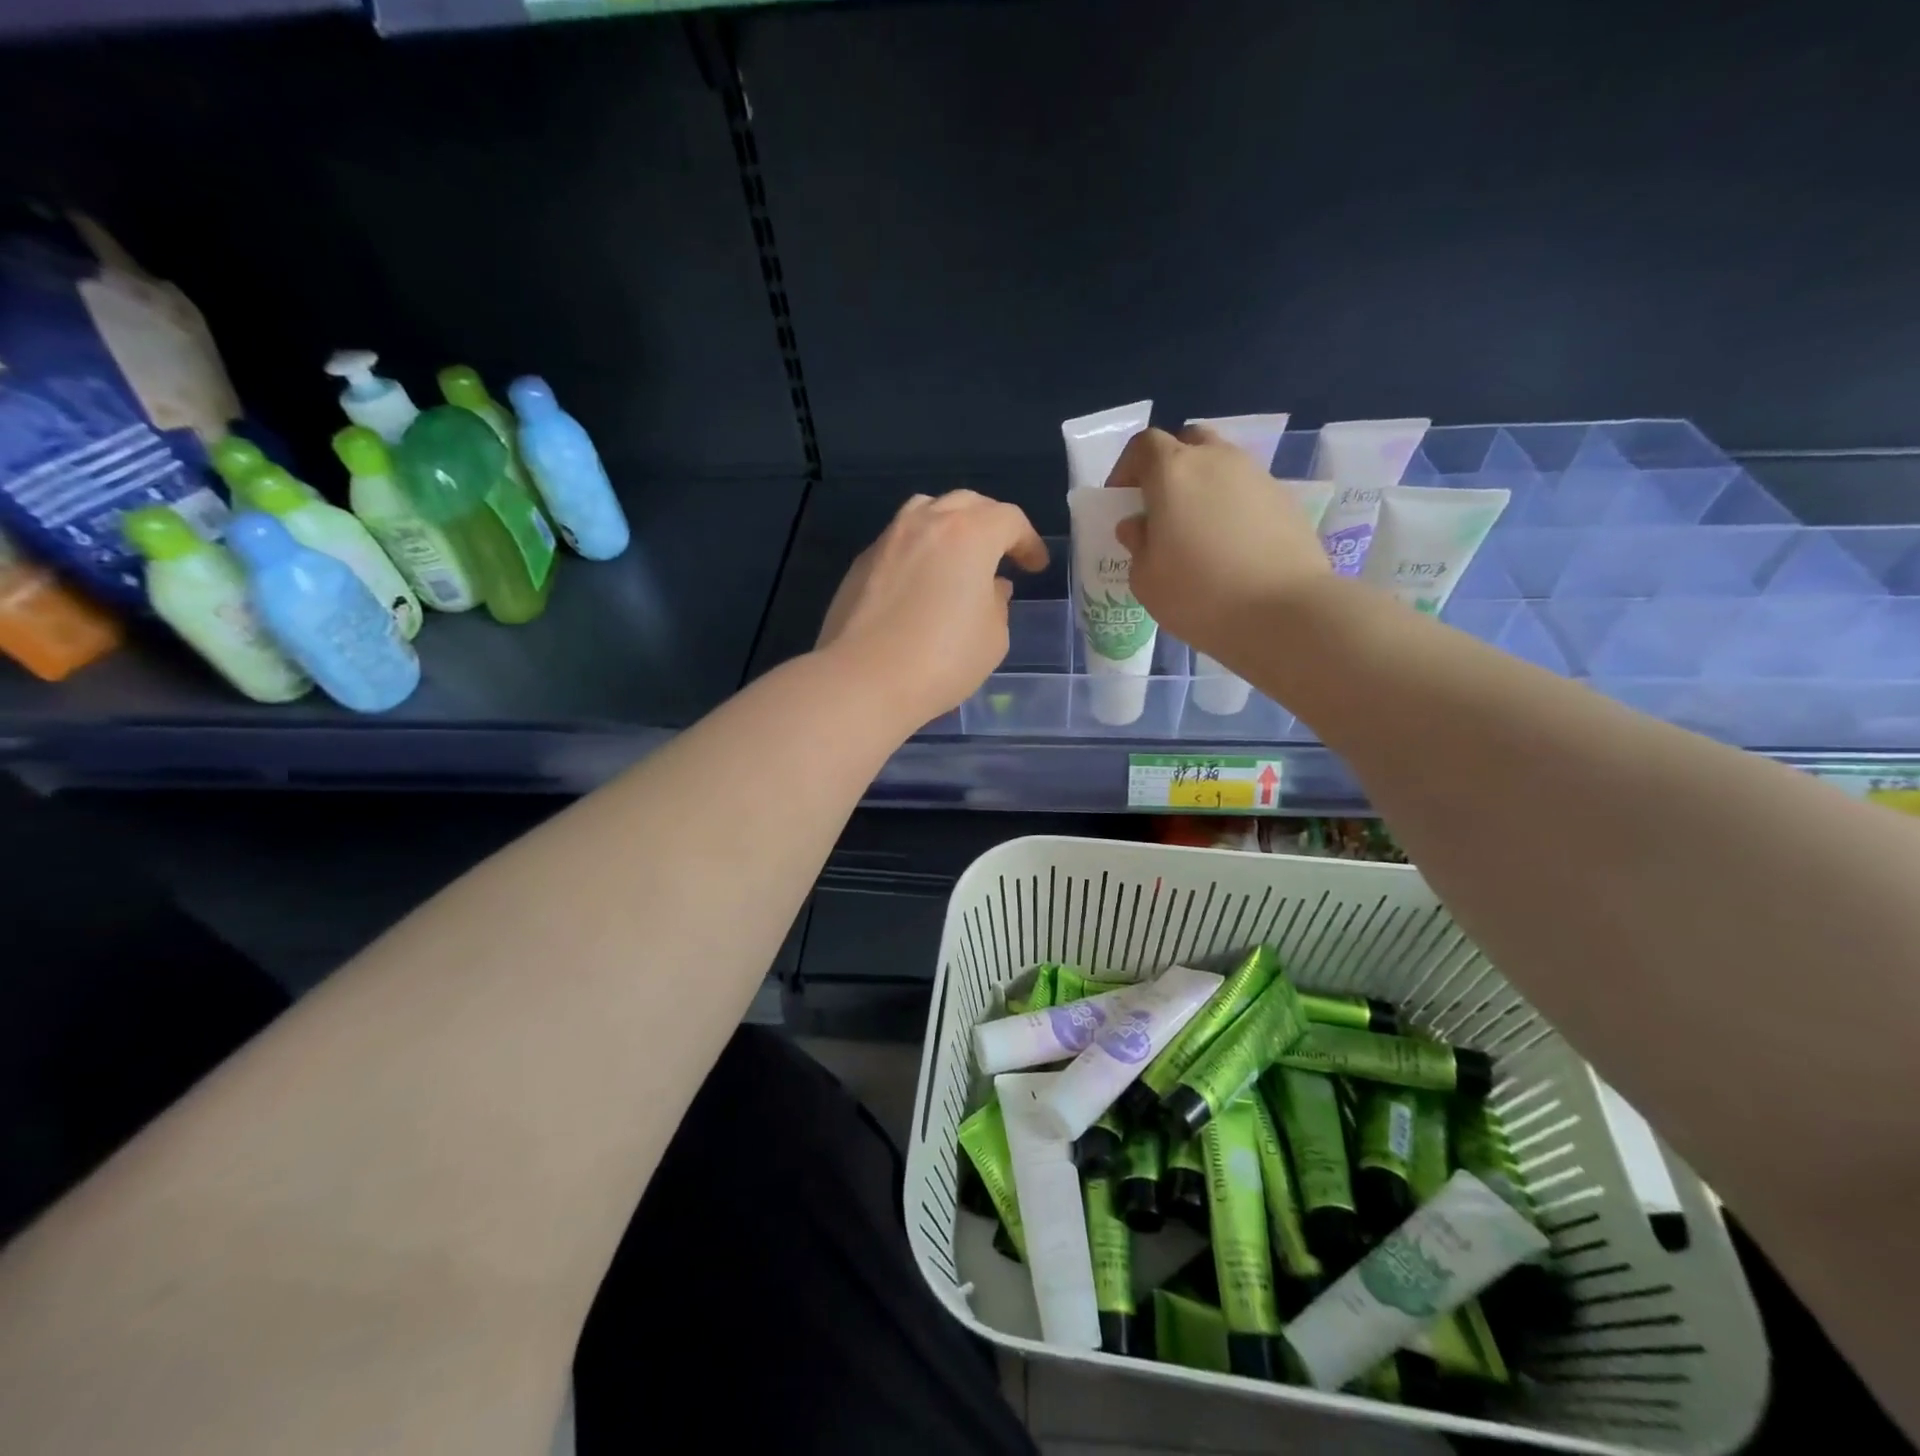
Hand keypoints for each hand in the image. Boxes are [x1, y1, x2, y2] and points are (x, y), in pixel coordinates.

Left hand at [816, 489, 1048, 728]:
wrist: (863, 680)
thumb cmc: (942, 660)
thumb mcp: (992, 638)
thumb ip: (998, 604)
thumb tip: (990, 587)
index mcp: (969, 534)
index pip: (1009, 520)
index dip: (1028, 541)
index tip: (1035, 567)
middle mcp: (926, 523)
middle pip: (967, 504)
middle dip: (991, 523)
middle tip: (1002, 553)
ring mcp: (889, 539)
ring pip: (926, 510)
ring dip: (950, 525)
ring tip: (958, 555)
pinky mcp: (862, 562)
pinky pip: (900, 540)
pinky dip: (920, 549)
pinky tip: (922, 580)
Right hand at [1111, 425, 1331, 654]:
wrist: (1283, 612)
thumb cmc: (1199, 595)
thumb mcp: (1146, 579)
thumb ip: (1137, 543)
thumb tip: (1139, 525)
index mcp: (1173, 472)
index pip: (1144, 445)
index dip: (1127, 468)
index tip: (1123, 501)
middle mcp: (1217, 460)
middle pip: (1188, 443)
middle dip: (1170, 467)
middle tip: (1162, 508)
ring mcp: (1257, 476)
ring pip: (1222, 465)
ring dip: (1204, 488)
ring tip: (1198, 533)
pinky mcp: (1285, 499)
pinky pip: (1247, 492)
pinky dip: (1233, 508)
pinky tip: (1232, 548)